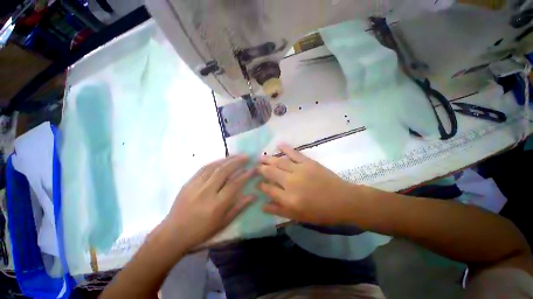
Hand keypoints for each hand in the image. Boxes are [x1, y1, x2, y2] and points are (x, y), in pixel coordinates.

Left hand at [161, 156, 254, 250]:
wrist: (173, 233)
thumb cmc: (201, 231)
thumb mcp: (223, 223)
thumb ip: (239, 207)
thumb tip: (253, 196)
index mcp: (217, 204)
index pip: (235, 184)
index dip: (246, 175)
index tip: (254, 168)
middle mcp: (207, 192)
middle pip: (224, 171)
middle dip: (237, 161)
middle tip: (246, 156)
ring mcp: (196, 185)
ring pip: (214, 167)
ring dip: (227, 159)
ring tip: (237, 155)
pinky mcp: (189, 182)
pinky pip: (204, 168)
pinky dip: (215, 162)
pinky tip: (222, 160)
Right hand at [257, 144, 359, 225]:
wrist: (343, 200)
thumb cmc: (321, 212)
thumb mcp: (299, 216)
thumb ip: (279, 210)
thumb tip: (262, 205)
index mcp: (289, 198)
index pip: (268, 189)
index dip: (260, 185)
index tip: (256, 183)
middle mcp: (291, 182)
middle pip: (271, 172)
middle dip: (261, 169)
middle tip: (255, 166)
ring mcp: (299, 170)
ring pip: (279, 162)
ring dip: (268, 159)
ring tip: (260, 157)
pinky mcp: (308, 162)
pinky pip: (294, 153)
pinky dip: (286, 148)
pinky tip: (278, 145)